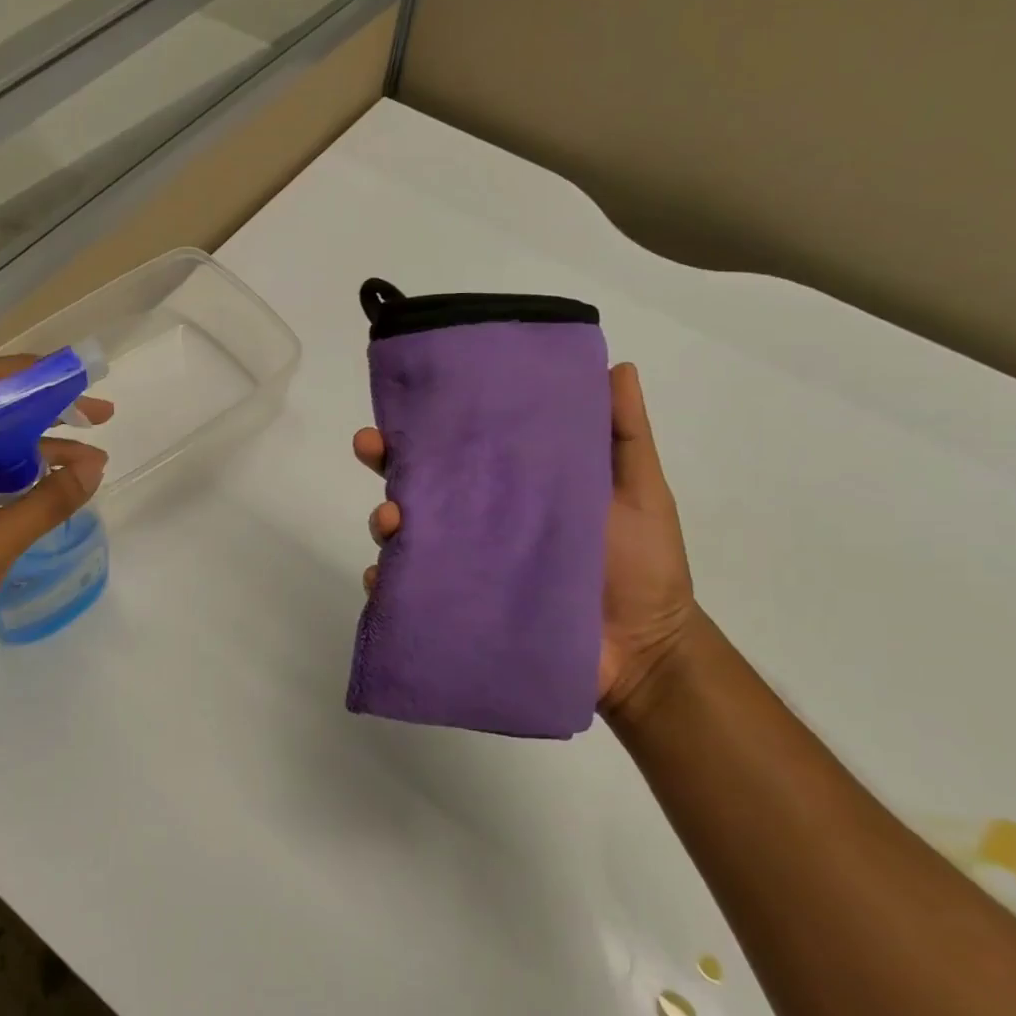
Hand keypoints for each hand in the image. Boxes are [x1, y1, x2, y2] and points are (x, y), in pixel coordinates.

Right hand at [352, 362, 696, 715]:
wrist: (646, 650)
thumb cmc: (642, 564)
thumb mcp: (639, 490)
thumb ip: (624, 435)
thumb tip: (616, 365)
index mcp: (510, 489)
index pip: (459, 448)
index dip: (428, 423)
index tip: (404, 401)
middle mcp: (477, 521)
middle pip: (417, 484)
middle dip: (384, 460)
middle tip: (369, 445)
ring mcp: (464, 566)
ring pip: (405, 535)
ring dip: (383, 521)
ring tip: (390, 520)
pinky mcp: (458, 608)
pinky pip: (408, 593)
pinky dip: (386, 584)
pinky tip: (381, 578)